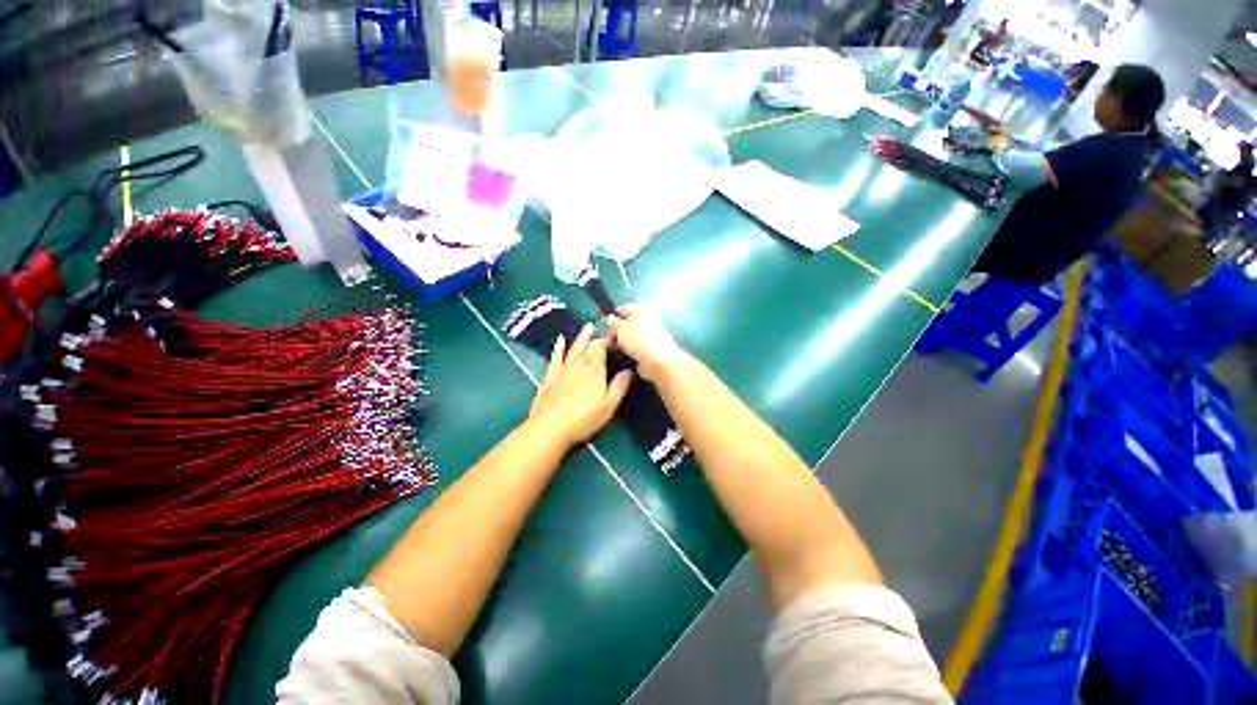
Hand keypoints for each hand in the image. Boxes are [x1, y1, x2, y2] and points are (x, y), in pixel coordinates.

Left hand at [528, 323, 632, 448]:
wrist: (549, 428)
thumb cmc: (583, 419)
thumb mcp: (608, 406)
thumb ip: (619, 386)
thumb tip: (630, 370)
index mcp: (594, 371)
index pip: (601, 349)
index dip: (608, 340)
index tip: (615, 335)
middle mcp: (578, 365)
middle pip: (588, 346)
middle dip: (596, 336)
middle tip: (602, 326)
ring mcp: (562, 370)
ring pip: (573, 348)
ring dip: (580, 337)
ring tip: (587, 326)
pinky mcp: (549, 377)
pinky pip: (555, 357)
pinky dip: (558, 347)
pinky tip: (560, 340)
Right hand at [605, 305, 690, 383]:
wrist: (658, 361)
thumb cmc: (638, 339)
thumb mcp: (620, 327)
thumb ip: (613, 322)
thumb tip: (610, 319)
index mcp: (641, 309)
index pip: (623, 309)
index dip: (612, 317)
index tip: (603, 327)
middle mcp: (647, 320)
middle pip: (627, 324)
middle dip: (615, 332)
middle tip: (605, 341)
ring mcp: (650, 336)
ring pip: (630, 337)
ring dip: (620, 343)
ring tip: (610, 350)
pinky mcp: (650, 350)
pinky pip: (634, 348)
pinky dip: (627, 351)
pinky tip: (620, 356)